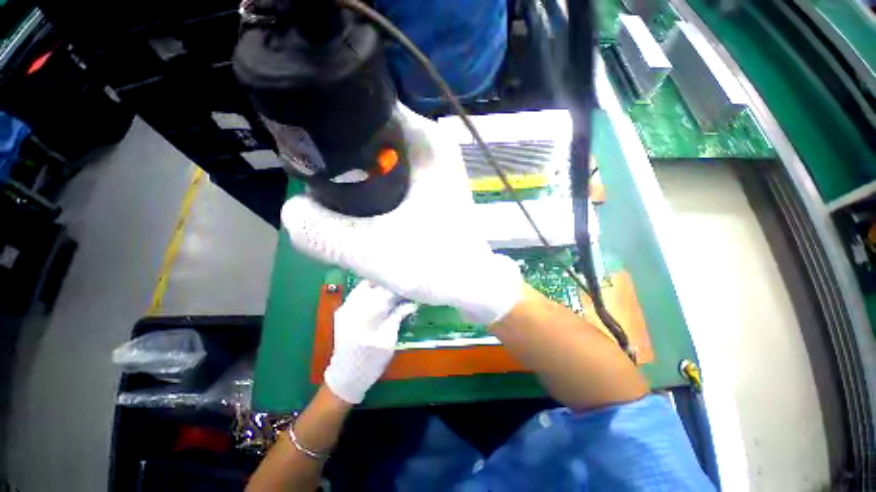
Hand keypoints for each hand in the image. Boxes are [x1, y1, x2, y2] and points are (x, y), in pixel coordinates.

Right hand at [282, 104, 522, 324]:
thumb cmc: (435, 265)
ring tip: (340, 206)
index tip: (306, 159)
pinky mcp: (431, 183)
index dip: (328, 126)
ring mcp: (432, 163)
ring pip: (378, 155)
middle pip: (368, 132)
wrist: (470, 282)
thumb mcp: (371, 251)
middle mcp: (430, 143)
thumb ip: (320, 231)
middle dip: (341, 159)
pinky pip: (391, 173)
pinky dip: (372, 186)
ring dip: (356, 177)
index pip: (362, 105)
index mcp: (423, 139)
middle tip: (322, 191)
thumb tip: (292, 211)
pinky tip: (364, 210)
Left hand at [324, 281, 416, 403]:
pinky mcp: (341, 311)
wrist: (345, 377)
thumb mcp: (389, 340)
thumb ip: (398, 317)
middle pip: (374, 284)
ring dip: (379, 286)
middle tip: (401, 289)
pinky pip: (356, 294)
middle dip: (389, 285)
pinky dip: (369, 291)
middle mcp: (353, 307)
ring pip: (364, 286)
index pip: (386, 292)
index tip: (410, 289)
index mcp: (367, 315)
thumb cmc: (371, 362)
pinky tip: (378, 297)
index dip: (400, 289)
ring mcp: (344, 308)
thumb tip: (412, 303)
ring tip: (391, 291)